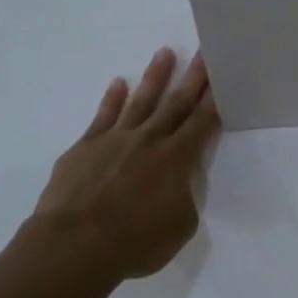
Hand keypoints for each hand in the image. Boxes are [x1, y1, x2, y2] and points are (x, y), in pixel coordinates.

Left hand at [22, 48, 218, 284]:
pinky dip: (112, 98)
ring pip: (141, 101)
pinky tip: (118, 83)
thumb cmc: (135, 242)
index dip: (214, 98)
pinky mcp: (85, 147)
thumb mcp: (179, 227)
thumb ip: (183, 198)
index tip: (222, 74)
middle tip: (203, 52)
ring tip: (165, 52)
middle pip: (176, 103)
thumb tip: (177, 185)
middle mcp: (150, 140)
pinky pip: (103, 116)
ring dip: (155, 77)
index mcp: (177, 160)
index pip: (202, 122)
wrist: (74, 245)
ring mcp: (115, 140)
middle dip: (193, 77)